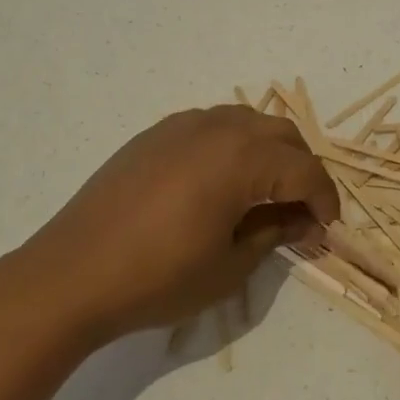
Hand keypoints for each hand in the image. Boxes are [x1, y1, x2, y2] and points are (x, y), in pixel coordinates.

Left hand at [20, 105, 339, 343]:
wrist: (72, 273)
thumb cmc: (158, 277)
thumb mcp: (228, 265)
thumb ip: (273, 233)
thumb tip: (302, 221)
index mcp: (242, 157)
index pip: (304, 170)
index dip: (324, 199)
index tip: (327, 229)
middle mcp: (218, 127)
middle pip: (281, 134)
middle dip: (301, 169)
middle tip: (301, 211)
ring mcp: (183, 124)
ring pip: (247, 122)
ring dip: (268, 152)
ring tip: (265, 193)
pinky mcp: (155, 133)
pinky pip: (211, 126)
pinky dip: (232, 145)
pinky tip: (221, 181)